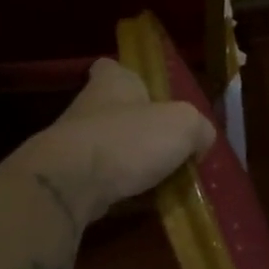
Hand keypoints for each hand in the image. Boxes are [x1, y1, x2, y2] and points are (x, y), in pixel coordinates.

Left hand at [18, 58, 214, 218]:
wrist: (71, 184)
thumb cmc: (129, 140)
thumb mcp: (184, 125)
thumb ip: (199, 128)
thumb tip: (200, 140)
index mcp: (113, 83)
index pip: (114, 68)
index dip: (131, 77)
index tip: (147, 94)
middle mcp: (89, 107)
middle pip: (116, 110)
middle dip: (139, 126)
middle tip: (169, 144)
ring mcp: (74, 144)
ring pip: (110, 146)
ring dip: (132, 159)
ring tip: (163, 178)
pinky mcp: (69, 177)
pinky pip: (103, 178)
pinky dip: (121, 187)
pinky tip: (143, 200)